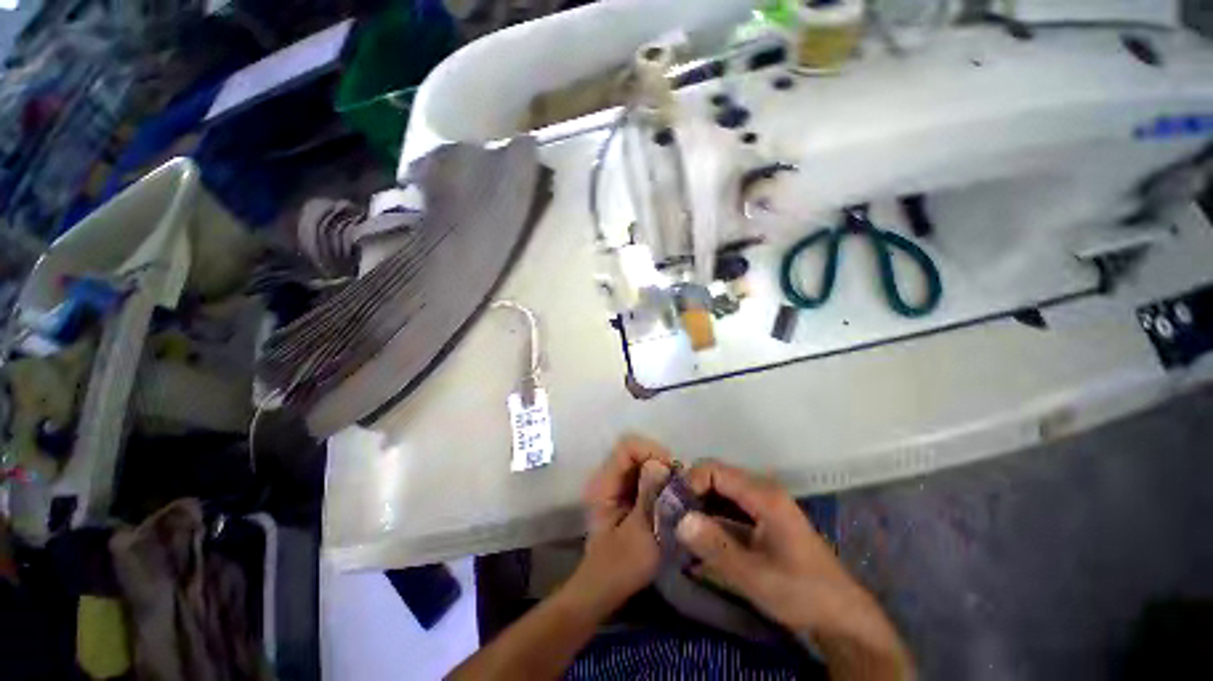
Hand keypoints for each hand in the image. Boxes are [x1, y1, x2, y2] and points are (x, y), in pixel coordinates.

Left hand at [570, 435, 672, 611]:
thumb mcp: (640, 535)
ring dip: (663, 472)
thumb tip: (660, 464)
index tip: (673, 472)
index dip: (652, 452)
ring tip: (678, 492)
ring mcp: (616, 484)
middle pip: (636, 451)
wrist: (606, 589)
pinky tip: (671, 498)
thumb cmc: (621, 567)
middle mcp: (608, 476)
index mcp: (604, 483)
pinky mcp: (626, 493)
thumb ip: (650, 497)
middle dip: (661, 462)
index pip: (627, 447)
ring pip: (643, 462)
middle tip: (680, 485)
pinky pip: (645, 475)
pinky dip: (660, 481)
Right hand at [677, 461, 913, 679]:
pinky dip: (712, 512)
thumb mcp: (755, 576)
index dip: (690, 482)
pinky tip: (700, 532)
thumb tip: (679, 520)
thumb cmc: (801, 593)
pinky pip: (729, 503)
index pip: (715, 470)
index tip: (673, 507)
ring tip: (680, 523)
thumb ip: (716, 547)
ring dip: (700, 502)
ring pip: (721, 489)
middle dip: (691, 491)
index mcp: (763, 495)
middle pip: (716, 475)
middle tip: (671, 515)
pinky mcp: (763, 516)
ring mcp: (763, 502)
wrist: (840, 615)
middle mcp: (762, 490)